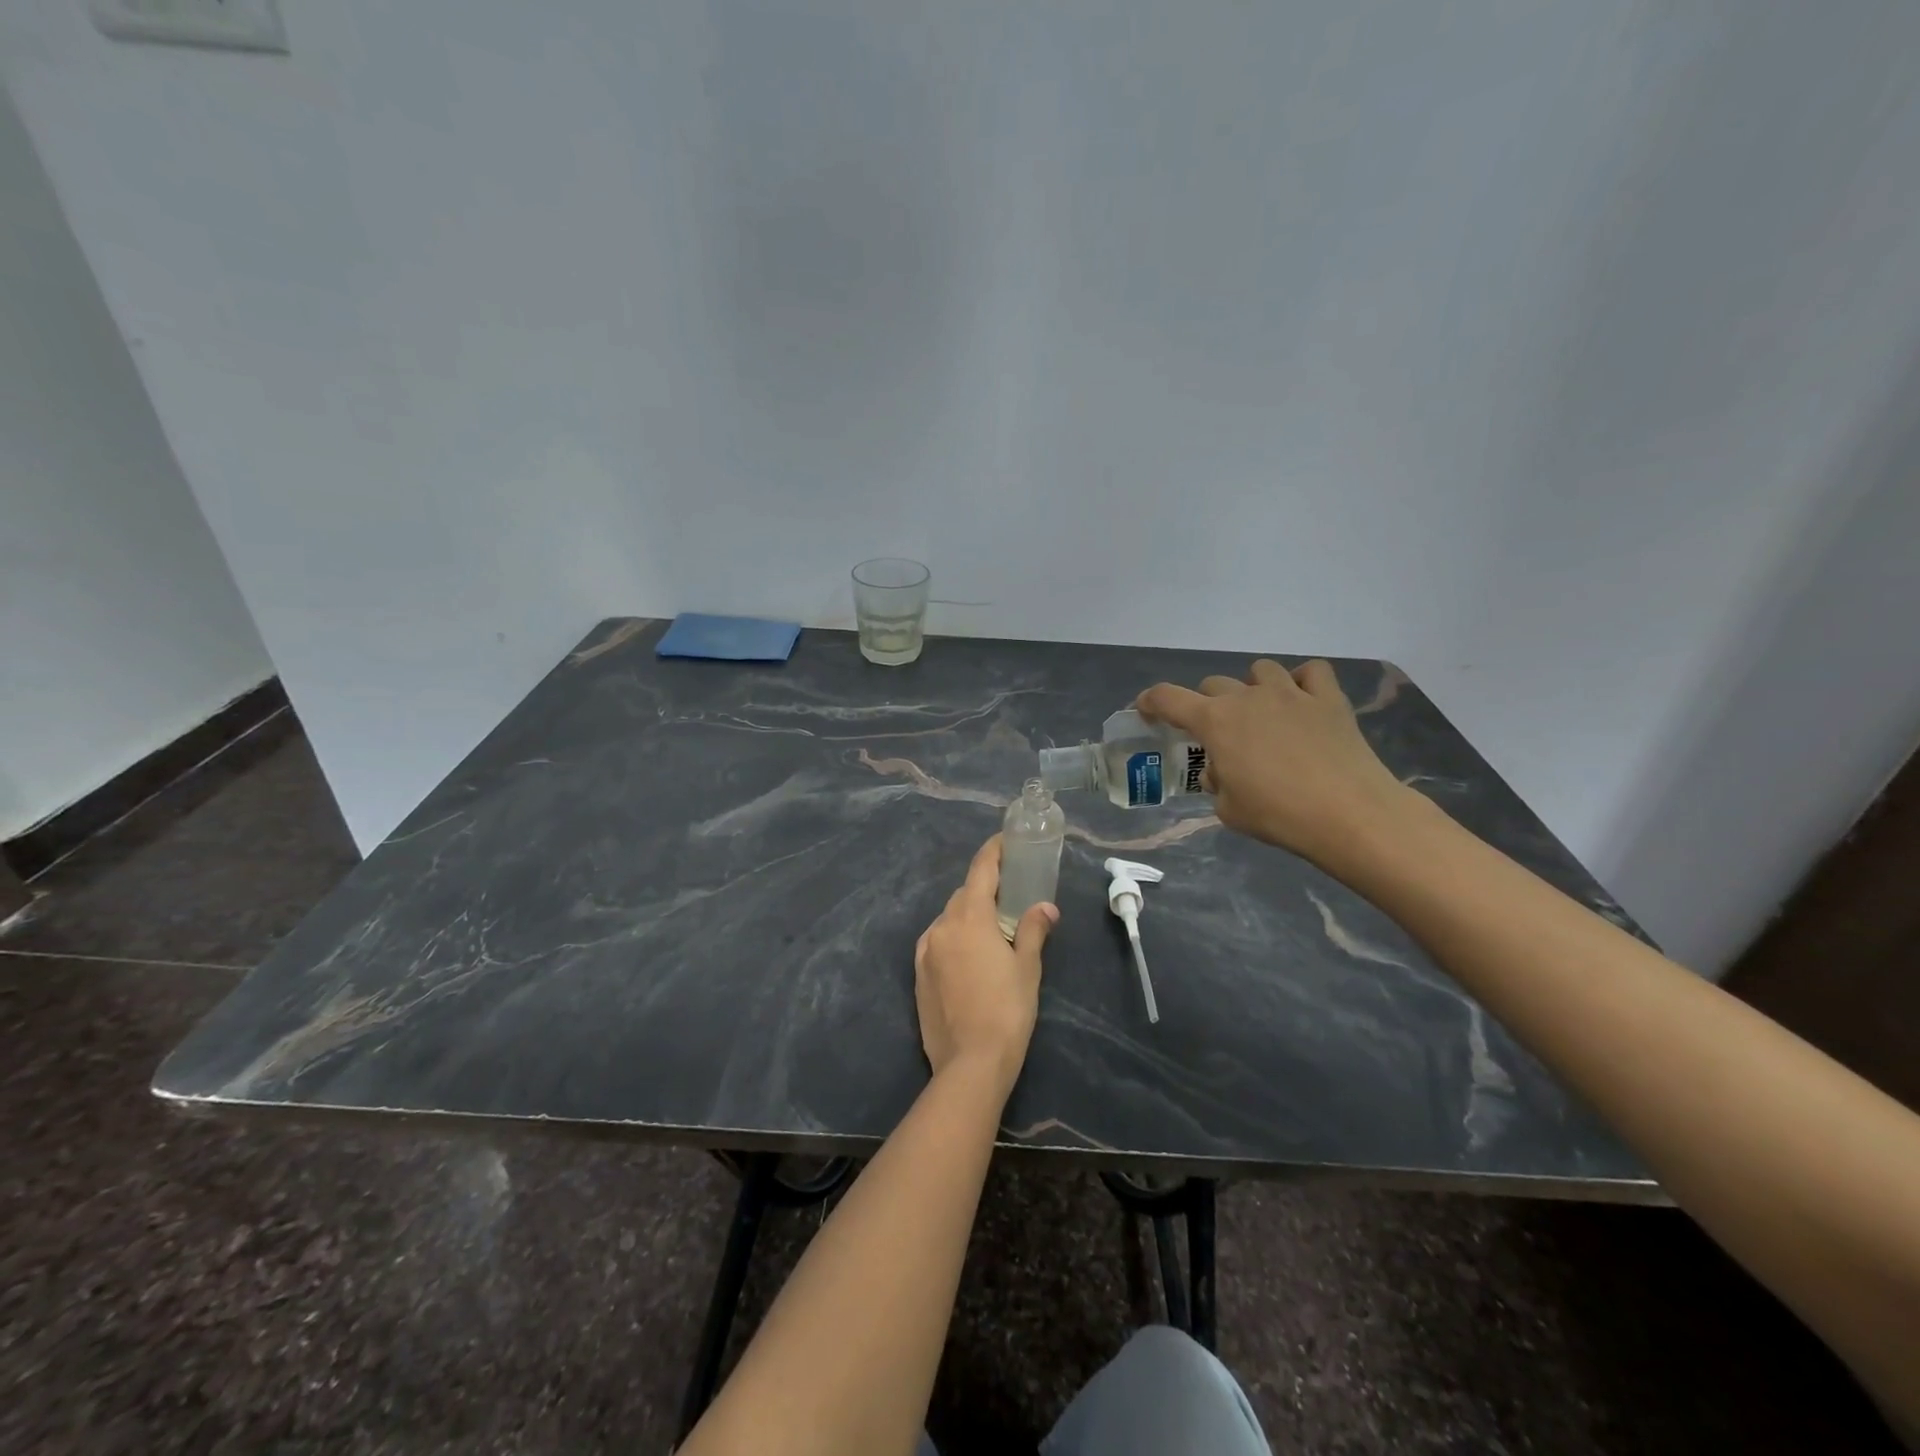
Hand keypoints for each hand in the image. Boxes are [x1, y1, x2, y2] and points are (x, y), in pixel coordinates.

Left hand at [914, 834, 1056, 1090]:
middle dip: (984, 890)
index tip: (1005, 841)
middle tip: (1009, 898)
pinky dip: (954, 939)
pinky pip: (937, 942)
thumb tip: (1045, 908)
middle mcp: (942, 926)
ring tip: (992, 933)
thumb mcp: (1027, 968)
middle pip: (964, 895)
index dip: (993, 851)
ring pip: (949, 919)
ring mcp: (925, 950)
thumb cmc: (1007, 1010)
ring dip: (968, 917)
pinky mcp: (918, 974)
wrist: (970, 1063)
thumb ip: (1034, 930)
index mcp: (970, 917)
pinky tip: (969, 958)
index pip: (981, 870)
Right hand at [1137, 659, 1414, 870]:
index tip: (1146, 710)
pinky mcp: (1328, 699)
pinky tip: (1303, 702)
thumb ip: (1218, 783)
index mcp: (1214, 721)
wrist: (1348, 814)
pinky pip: (1310, 672)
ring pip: (1260, 670)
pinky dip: (1302, 681)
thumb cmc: (1278, 815)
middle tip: (1218, 734)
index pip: (1168, 698)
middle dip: (1207, 705)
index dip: (1150, 701)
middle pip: (1213, 684)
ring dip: (1253, 688)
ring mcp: (1290, 693)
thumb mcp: (1228, 809)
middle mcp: (1247, 697)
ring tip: (1262, 713)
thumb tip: (1224, 771)